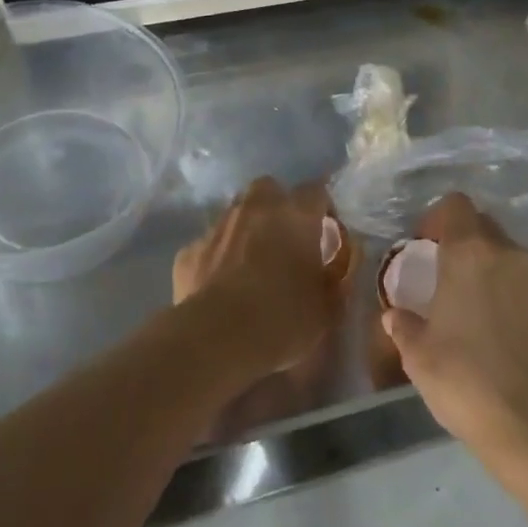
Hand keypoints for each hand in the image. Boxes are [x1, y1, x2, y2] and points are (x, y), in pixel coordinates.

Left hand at [171, 177, 344, 388]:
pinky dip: (217, 258)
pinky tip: (220, 286)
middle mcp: (255, 209)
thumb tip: (338, 267)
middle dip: (277, 206)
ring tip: (251, 263)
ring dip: (246, 229)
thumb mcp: (327, 308)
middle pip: (268, 188)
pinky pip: (209, 245)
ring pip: (235, 213)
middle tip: (285, 239)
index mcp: (295, 215)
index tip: (326, 232)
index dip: (322, 208)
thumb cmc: (284, 319)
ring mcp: (217, 227)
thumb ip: (336, 279)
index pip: (316, 191)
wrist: (217, 338)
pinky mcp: (189, 251)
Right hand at [381, 193, 527, 458]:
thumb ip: (404, 325)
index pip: (455, 205)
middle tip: (446, 274)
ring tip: (474, 303)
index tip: (425, 244)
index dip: (437, 218)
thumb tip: (395, 315)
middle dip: (464, 240)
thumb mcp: (417, 354)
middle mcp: (507, 253)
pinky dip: (512, 292)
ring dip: (489, 267)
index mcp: (469, 253)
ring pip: (508, 254)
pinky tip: (501, 327)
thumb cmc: (462, 378)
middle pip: (483, 225)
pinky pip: (527, 282)